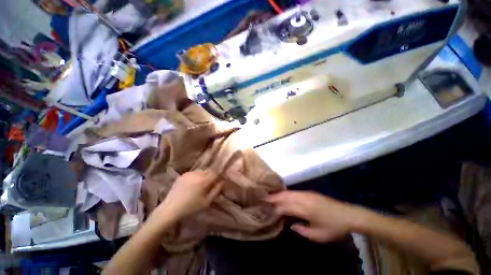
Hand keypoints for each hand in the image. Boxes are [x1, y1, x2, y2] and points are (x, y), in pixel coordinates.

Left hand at [156, 170, 222, 222]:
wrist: (170, 209)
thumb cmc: (191, 208)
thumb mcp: (207, 201)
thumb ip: (217, 190)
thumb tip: (223, 181)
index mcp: (203, 180)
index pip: (216, 173)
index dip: (219, 176)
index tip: (220, 181)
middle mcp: (197, 174)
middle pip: (209, 171)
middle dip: (212, 176)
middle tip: (211, 184)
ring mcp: (189, 173)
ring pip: (202, 171)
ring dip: (204, 175)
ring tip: (202, 185)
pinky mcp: (183, 175)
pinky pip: (194, 173)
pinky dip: (197, 176)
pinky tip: (193, 184)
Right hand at [266, 191, 362, 242]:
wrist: (349, 215)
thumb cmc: (334, 227)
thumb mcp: (319, 236)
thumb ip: (302, 231)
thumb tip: (290, 225)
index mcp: (307, 210)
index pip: (286, 207)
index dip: (276, 208)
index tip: (268, 211)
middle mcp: (305, 199)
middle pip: (286, 196)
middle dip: (274, 197)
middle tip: (264, 198)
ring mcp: (307, 194)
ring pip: (289, 192)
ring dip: (279, 194)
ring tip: (270, 196)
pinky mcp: (310, 192)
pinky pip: (294, 191)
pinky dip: (286, 193)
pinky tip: (282, 195)